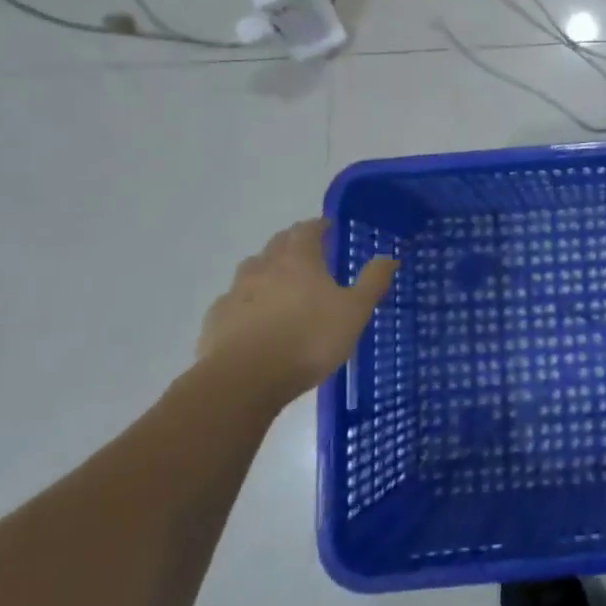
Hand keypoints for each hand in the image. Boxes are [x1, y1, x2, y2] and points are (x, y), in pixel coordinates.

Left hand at [196, 221, 396, 402]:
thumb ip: (372, 281)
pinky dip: (246, 302)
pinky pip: (233, 302)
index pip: (307, 229)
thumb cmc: (309, 339)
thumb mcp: (354, 311)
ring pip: (251, 270)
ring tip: (280, 284)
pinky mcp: (216, 320)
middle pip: (277, 244)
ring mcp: (236, 293)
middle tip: (308, 253)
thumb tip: (389, 256)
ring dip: (266, 269)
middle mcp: (264, 267)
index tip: (327, 228)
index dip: (318, 226)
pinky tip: (253, 319)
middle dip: (292, 243)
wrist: (245, 380)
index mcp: (298, 260)